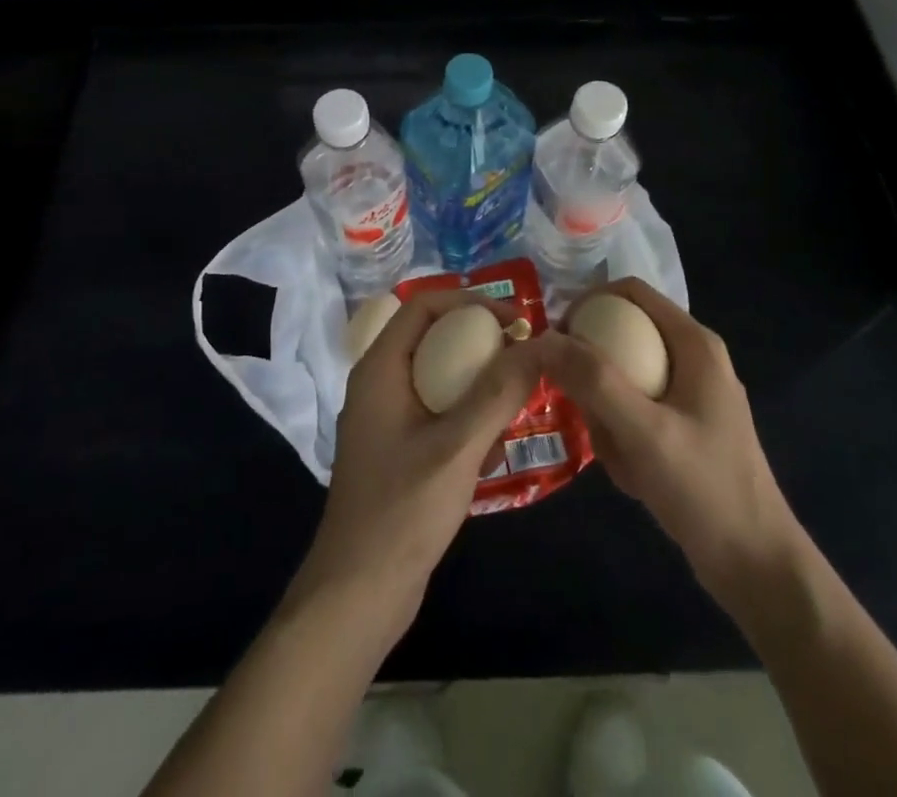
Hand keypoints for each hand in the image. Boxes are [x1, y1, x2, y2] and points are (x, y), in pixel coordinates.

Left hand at [291, 289, 543, 636]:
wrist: (358, 595)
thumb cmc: (402, 512)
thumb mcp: (457, 447)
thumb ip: (497, 393)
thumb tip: (538, 345)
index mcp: (379, 368)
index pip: (422, 305)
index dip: (469, 302)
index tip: (514, 319)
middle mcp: (379, 383)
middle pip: (432, 337)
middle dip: (480, 342)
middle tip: (524, 354)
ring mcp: (387, 418)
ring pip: (438, 376)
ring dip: (478, 381)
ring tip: (519, 398)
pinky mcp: (399, 449)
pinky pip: (438, 411)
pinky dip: (468, 416)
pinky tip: (496, 448)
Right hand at [538, 277, 804, 614]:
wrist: (756, 568)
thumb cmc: (705, 489)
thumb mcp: (644, 431)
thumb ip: (594, 381)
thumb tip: (544, 338)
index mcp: (694, 343)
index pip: (630, 292)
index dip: (587, 303)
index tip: (556, 338)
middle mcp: (693, 359)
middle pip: (623, 337)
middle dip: (596, 377)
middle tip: (583, 411)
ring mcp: (691, 396)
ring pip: (624, 381)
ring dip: (608, 417)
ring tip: (618, 457)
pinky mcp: (685, 429)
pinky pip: (635, 414)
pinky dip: (623, 440)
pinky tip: (634, 477)